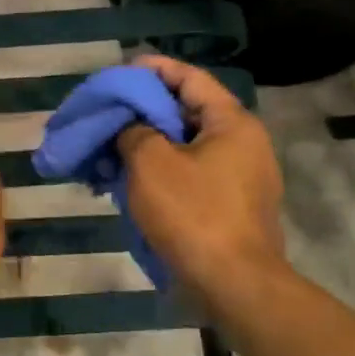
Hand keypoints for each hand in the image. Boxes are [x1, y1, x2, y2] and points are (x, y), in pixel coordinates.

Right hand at [115, 55, 286, 311]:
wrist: (235, 286)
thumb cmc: (193, 213)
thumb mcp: (151, 162)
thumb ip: (134, 130)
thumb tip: (130, 128)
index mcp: (232, 123)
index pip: (190, 78)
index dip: (153, 69)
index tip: (121, 71)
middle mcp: (243, 144)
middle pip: (188, 112)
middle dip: (146, 110)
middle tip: (110, 111)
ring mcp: (241, 179)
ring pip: (187, 147)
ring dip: (149, 144)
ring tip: (112, 147)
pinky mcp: (232, 208)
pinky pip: (192, 175)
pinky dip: (162, 171)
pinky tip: (132, 181)